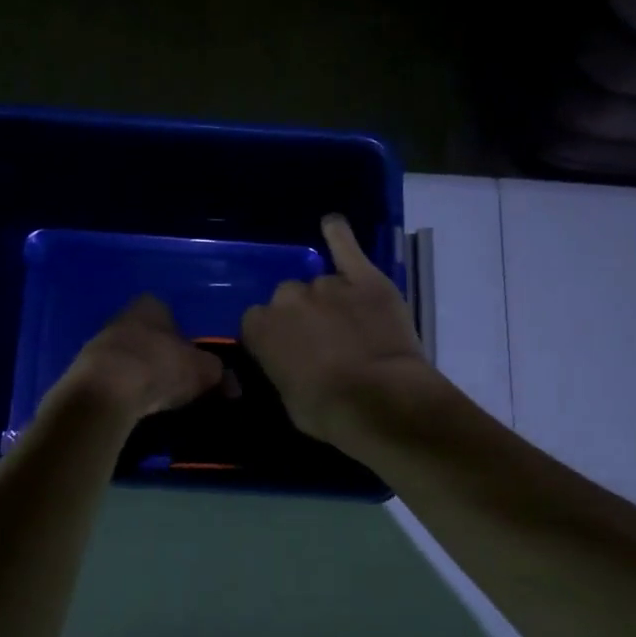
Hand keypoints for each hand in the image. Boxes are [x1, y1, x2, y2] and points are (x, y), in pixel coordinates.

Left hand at [49, 296, 224, 426]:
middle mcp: (122, 317)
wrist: (105, 392)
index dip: (182, 337)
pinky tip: (132, 408)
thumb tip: (234, 385)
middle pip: (146, 335)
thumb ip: (220, 374)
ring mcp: (98, 344)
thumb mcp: (203, 370)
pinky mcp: (83, 373)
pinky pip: (111, 380)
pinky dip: (122, 391)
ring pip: (127, 357)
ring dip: (139, 374)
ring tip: (155, 400)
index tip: (191, 360)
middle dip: (160, 355)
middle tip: (177, 381)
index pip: (169, 313)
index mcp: (150, 305)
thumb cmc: (159, 366)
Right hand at [241, 215, 440, 442]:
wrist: (379, 400)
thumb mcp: (288, 397)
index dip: (273, 336)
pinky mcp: (365, 278)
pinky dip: (339, 236)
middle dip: (301, 315)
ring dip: (330, 300)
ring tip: (351, 325)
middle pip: (288, 296)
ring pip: (321, 283)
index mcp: (260, 328)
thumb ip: (281, 368)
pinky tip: (333, 225)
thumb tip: (289, 362)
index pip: (255, 321)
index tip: (286, 350)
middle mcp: (288, 298)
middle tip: (322, 340)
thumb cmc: (326, 411)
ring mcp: (327, 284)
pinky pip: (346, 247)